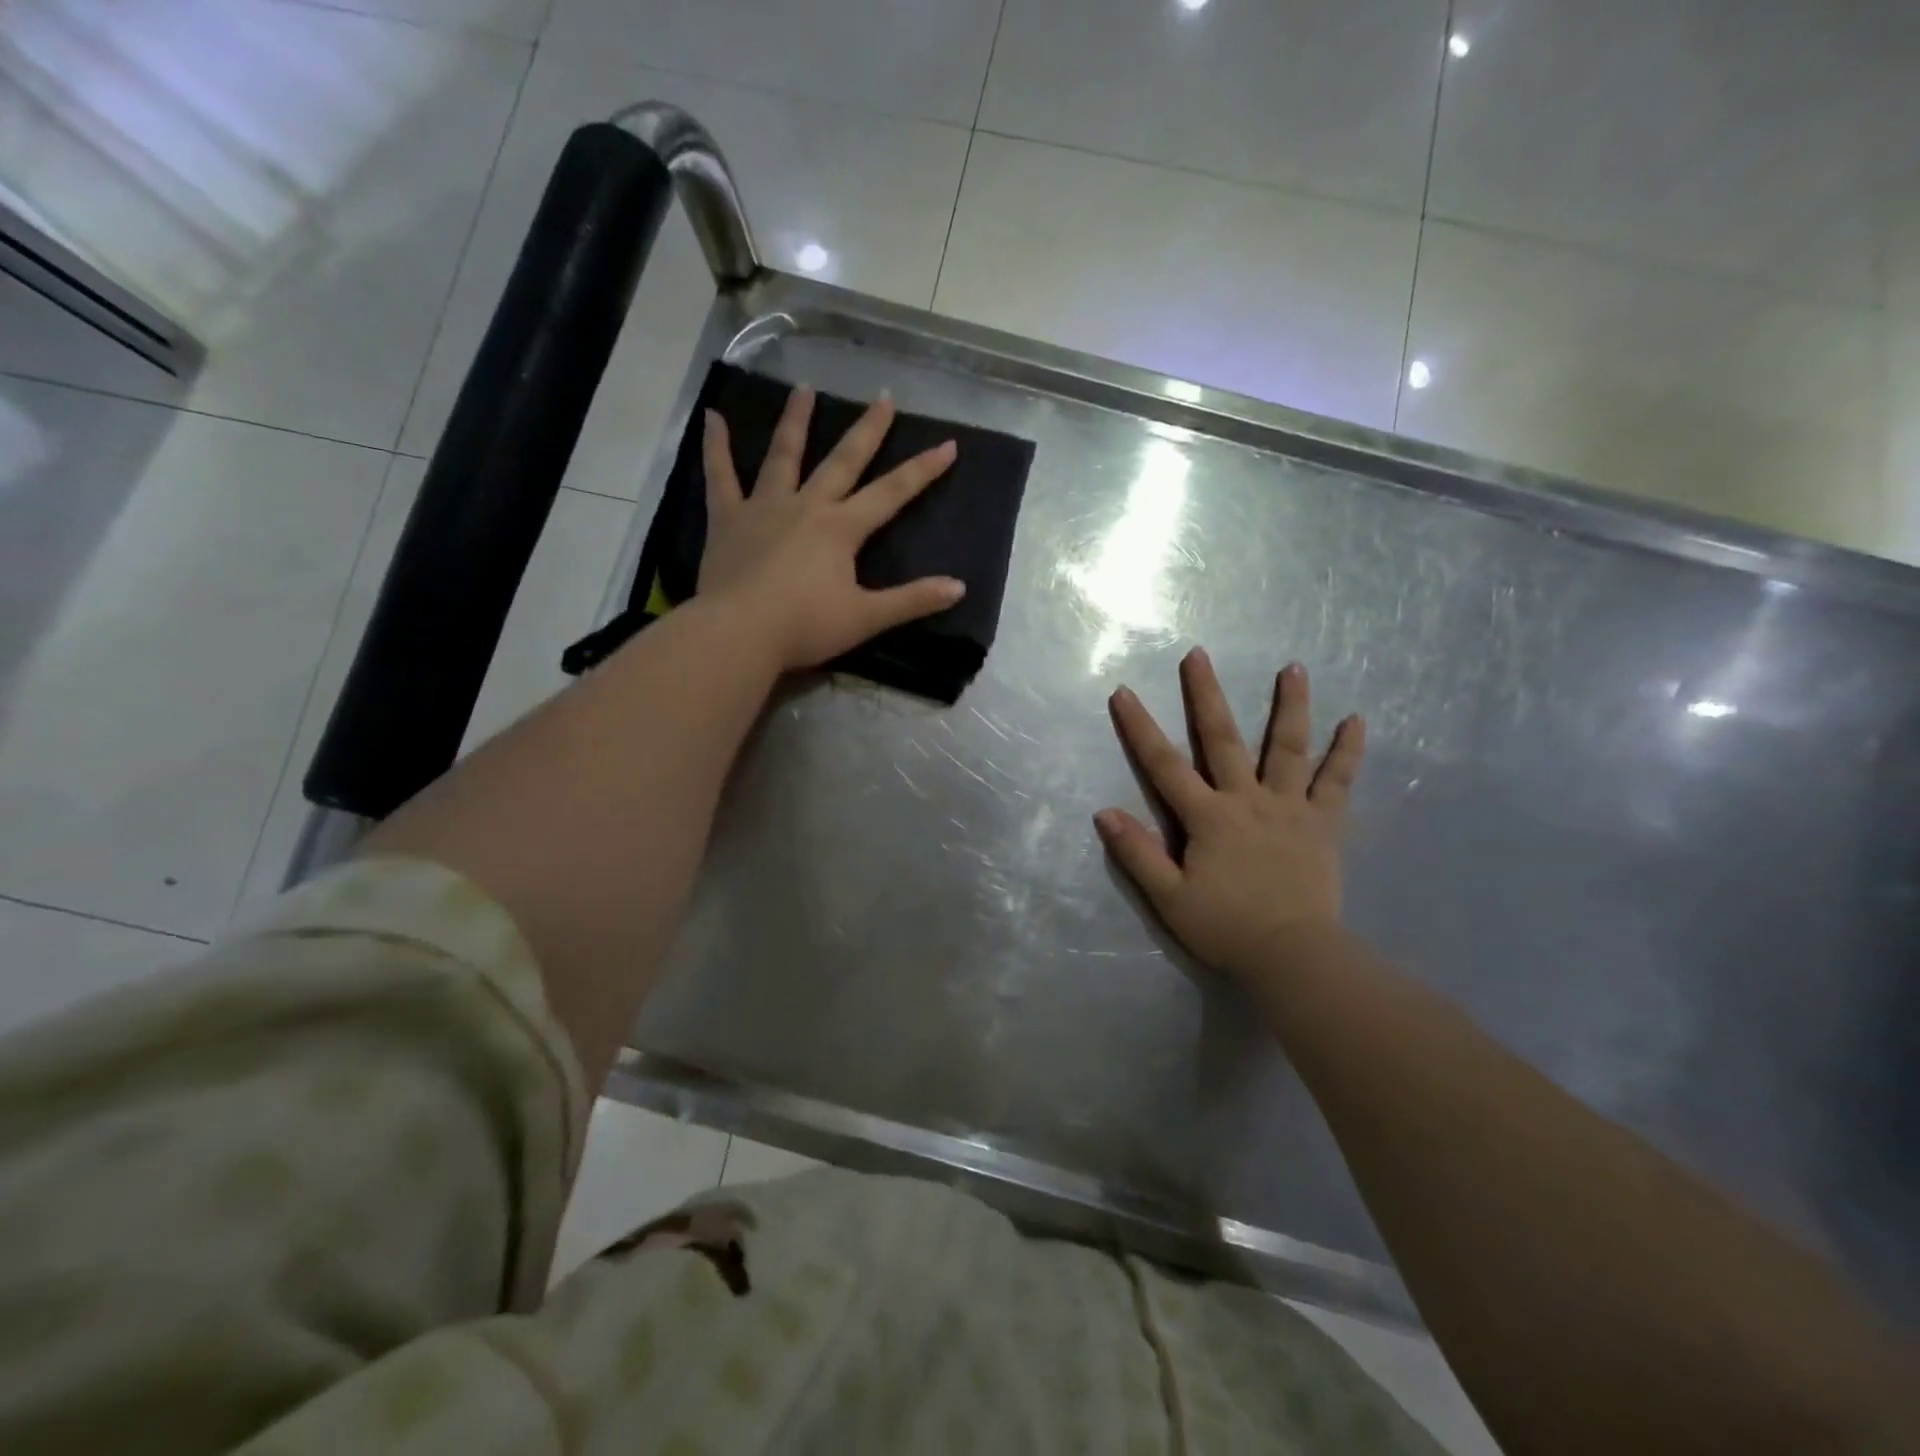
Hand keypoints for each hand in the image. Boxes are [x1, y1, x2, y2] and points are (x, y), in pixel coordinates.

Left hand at [698, 385, 964, 671]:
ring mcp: (764, 507)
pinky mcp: (727, 519)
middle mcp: (807, 506)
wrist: (739, 634)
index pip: (891, 493)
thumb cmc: (804, 627)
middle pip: (843, 461)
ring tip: (804, 388)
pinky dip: (716, 446)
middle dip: (867, 429)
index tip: (948, 444)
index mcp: (841, 529)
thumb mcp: (866, 618)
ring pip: (783, 455)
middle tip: (883, 396)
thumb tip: (959, 588)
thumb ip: (912, 601)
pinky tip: (712, 417)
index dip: (922, 470)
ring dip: (796, 420)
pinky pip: (720, 476)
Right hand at [1096, 649, 1365, 979]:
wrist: (1293, 956)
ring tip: (1294, 667)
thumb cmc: (1226, 928)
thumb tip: (1104, 812)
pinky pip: (1337, 782)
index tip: (1124, 692)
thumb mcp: (1169, 898)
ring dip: (1290, 705)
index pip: (1164, 765)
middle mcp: (1247, 800)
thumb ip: (1138, 854)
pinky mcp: (1323, 823)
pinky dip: (1348, 751)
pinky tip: (1357, 721)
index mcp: (1208, 817)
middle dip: (1206, 695)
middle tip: (1199, 654)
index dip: (1140, 728)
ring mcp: (1289, 807)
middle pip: (1223, 739)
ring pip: (1289, 748)